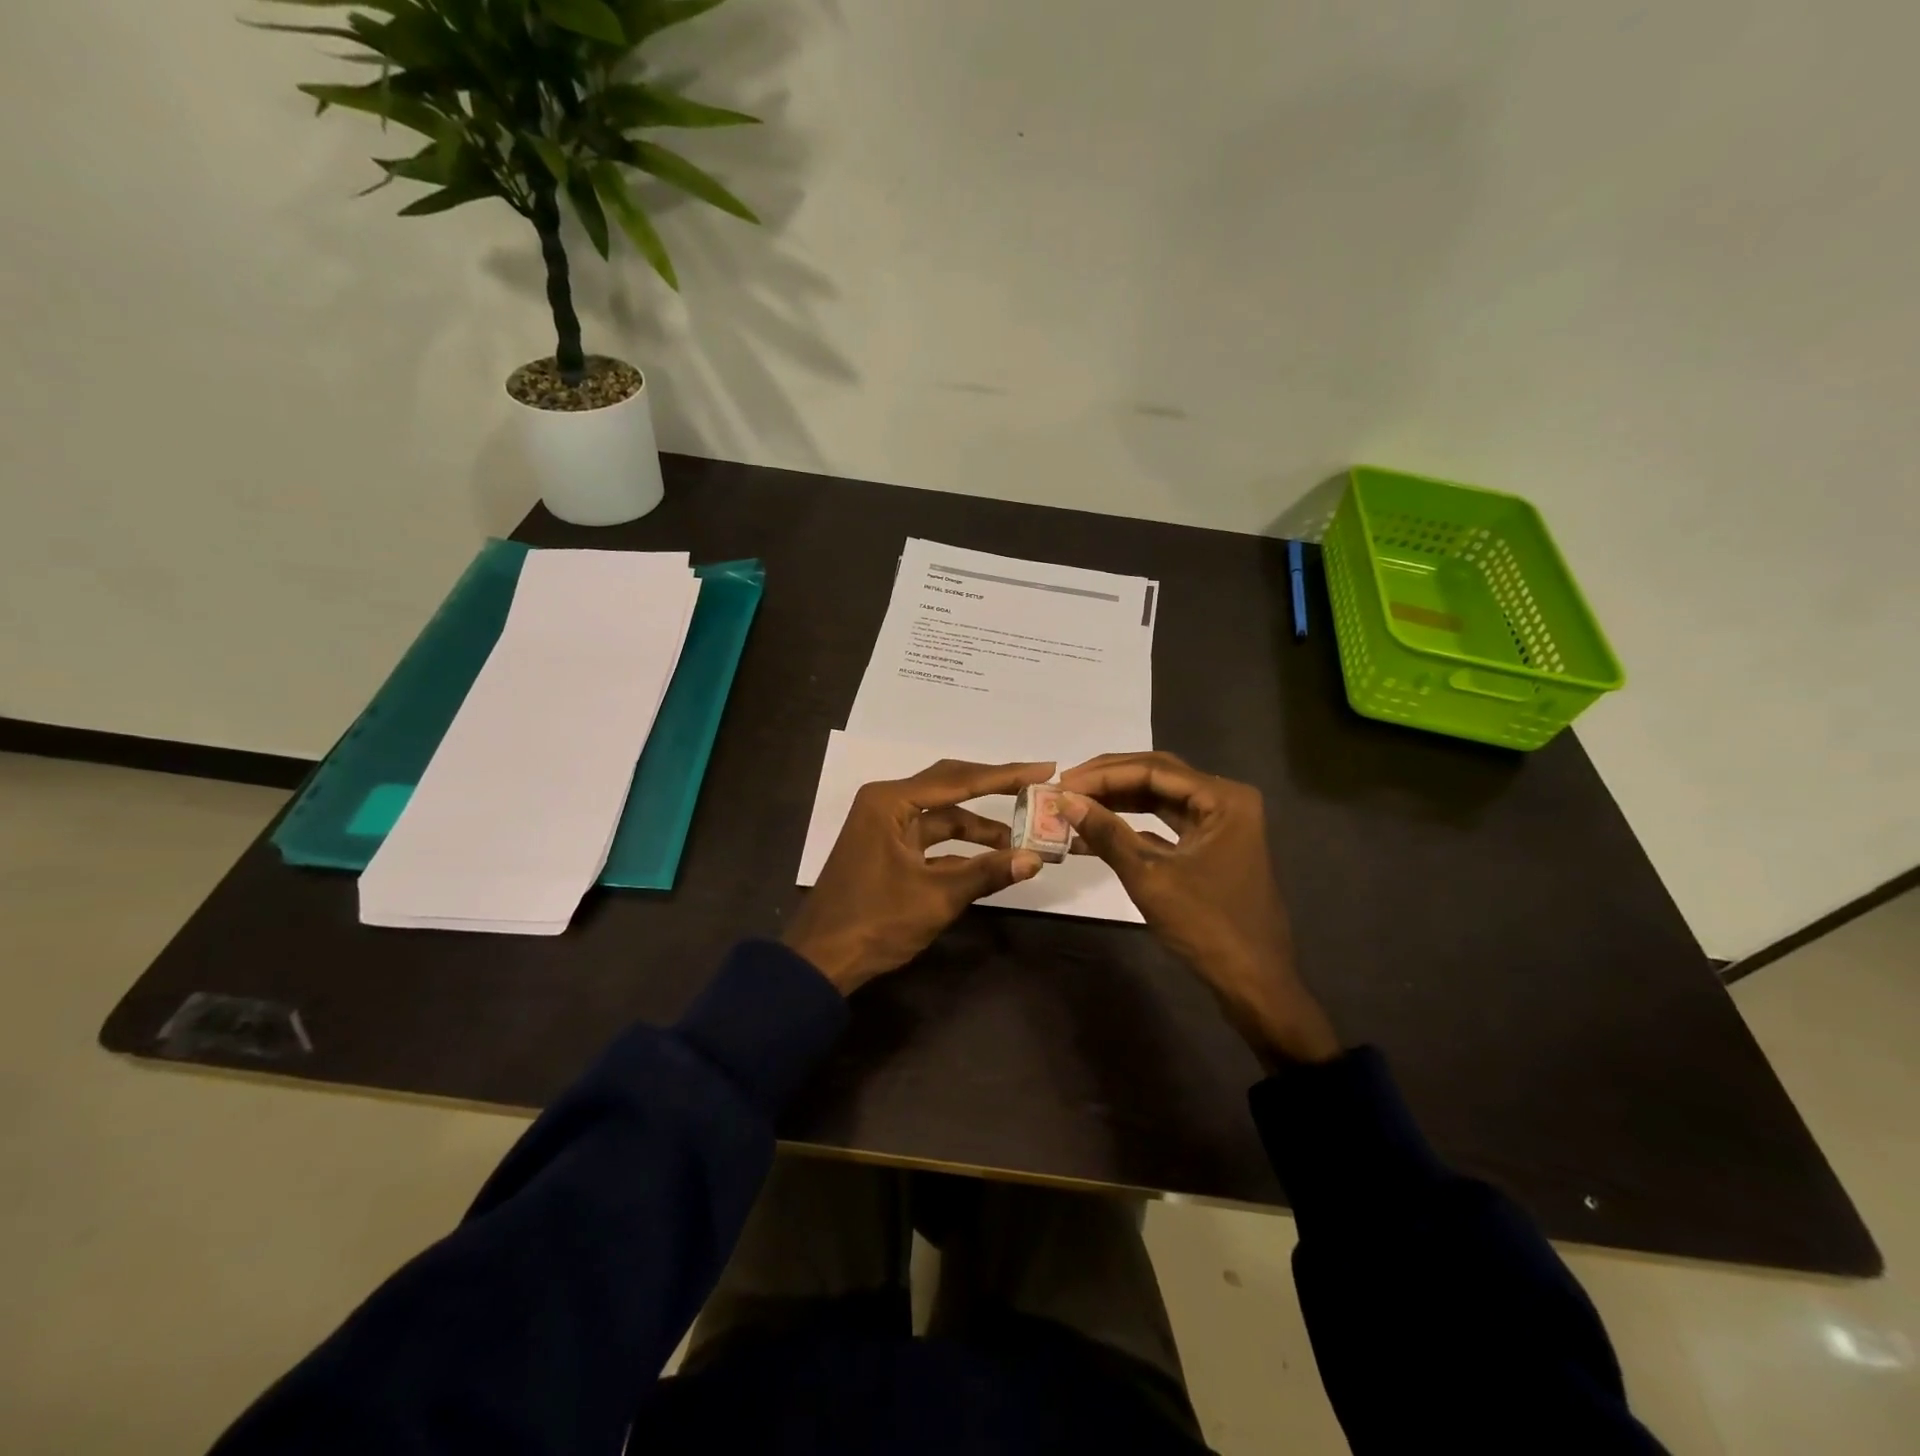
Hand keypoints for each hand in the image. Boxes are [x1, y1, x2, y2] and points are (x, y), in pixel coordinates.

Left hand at [784, 758, 1054, 993]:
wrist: (821, 960)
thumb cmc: (875, 921)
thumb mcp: (936, 897)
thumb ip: (987, 872)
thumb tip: (1035, 859)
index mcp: (890, 802)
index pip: (959, 780)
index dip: (1005, 775)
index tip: (1044, 769)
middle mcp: (886, 804)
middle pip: (951, 788)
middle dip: (994, 789)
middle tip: (1037, 788)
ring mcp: (885, 828)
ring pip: (943, 817)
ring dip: (979, 828)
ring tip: (1021, 838)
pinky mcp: (887, 851)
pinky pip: (932, 839)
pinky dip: (961, 848)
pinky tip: (991, 859)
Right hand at [1058, 751, 1339, 1066]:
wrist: (1254, 983)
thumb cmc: (1207, 926)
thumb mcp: (1150, 877)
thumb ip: (1107, 834)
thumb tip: (1064, 801)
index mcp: (1223, 798)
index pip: (1154, 770)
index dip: (1103, 774)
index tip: (1062, 783)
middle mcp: (1225, 801)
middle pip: (1158, 777)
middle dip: (1108, 781)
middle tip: (1064, 787)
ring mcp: (1219, 824)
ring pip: (1159, 799)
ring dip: (1117, 801)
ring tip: (1073, 805)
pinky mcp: (1209, 847)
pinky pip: (1165, 824)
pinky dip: (1131, 826)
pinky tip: (1095, 832)